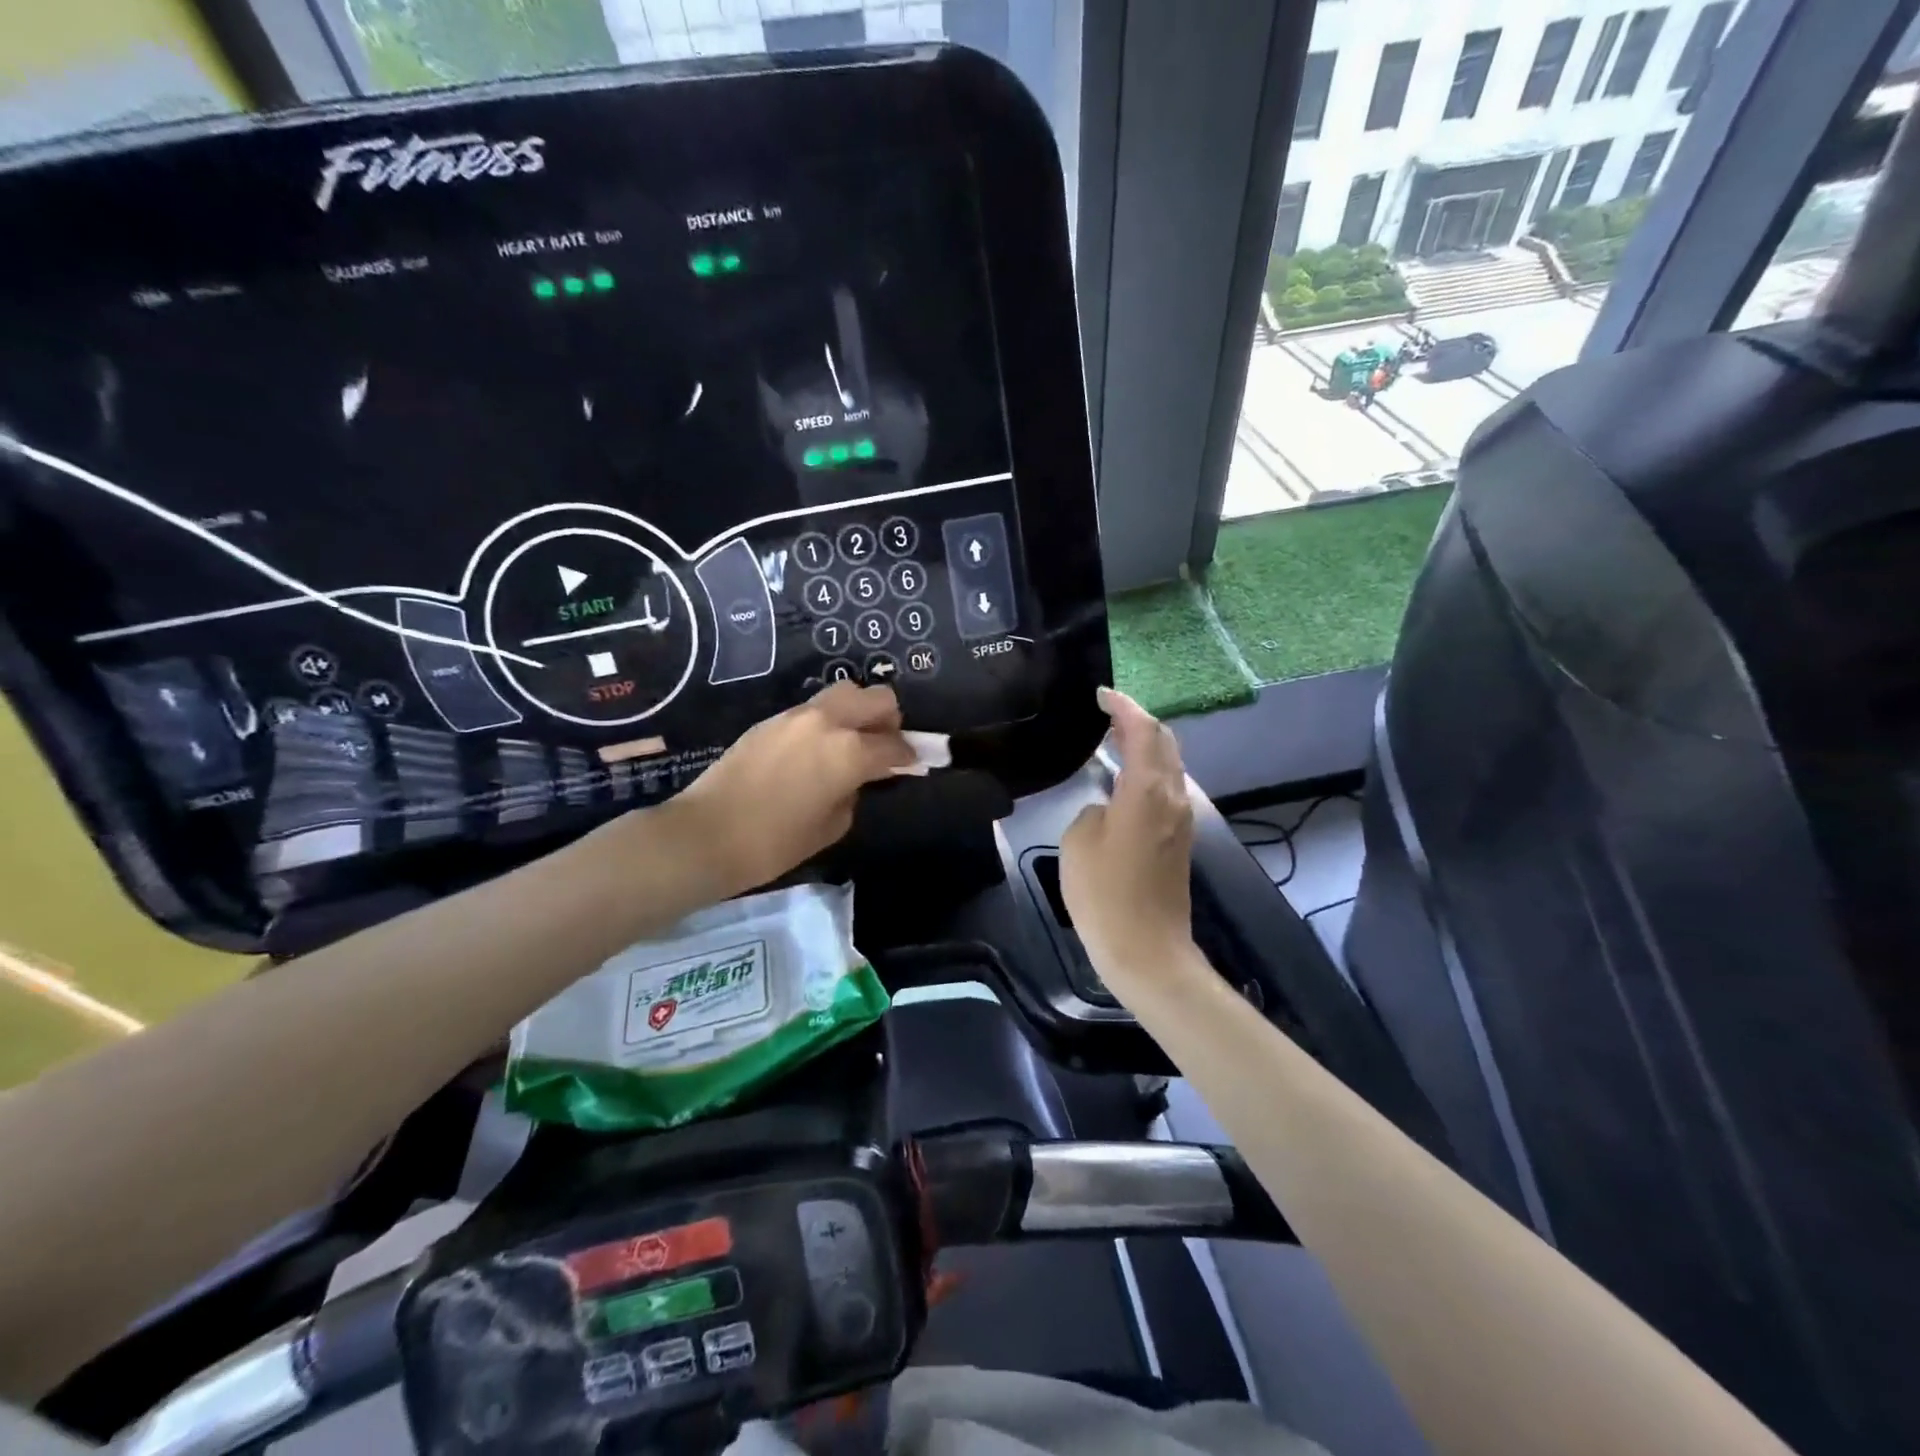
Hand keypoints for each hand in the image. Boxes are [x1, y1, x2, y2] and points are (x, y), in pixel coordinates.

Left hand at [670, 682, 913, 894]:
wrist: (706, 834)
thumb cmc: (774, 842)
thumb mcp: (831, 826)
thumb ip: (854, 793)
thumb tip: (856, 779)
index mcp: (849, 751)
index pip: (895, 745)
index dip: (909, 756)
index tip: (911, 765)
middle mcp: (827, 722)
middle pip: (876, 697)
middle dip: (889, 719)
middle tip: (883, 746)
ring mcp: (796, 716)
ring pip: (844, 693)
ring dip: (857, 713)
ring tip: (850, 743)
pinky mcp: (772, 720)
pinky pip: (814, 709)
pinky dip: (828, 721)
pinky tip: (817, 750)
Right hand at [1059, 688, 1194, 993]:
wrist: (1146, 950)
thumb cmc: (1104, 894)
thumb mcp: (1078, 842)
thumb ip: (1093, 811)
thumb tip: (1107, 810)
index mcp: (1147, 791)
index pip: (1143, 731)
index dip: (1124, 707)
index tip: (1102, 694)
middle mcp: (1173, 797)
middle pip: (1165, 743)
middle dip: (1138, 722)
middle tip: (1108, 713)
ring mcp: (1181, 820)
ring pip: (1169, 766)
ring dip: (1146, 747)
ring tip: (1114, 739)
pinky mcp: (1179, 841)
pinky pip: (1166, 789)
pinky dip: (1148, 771)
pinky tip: (1125, 779)